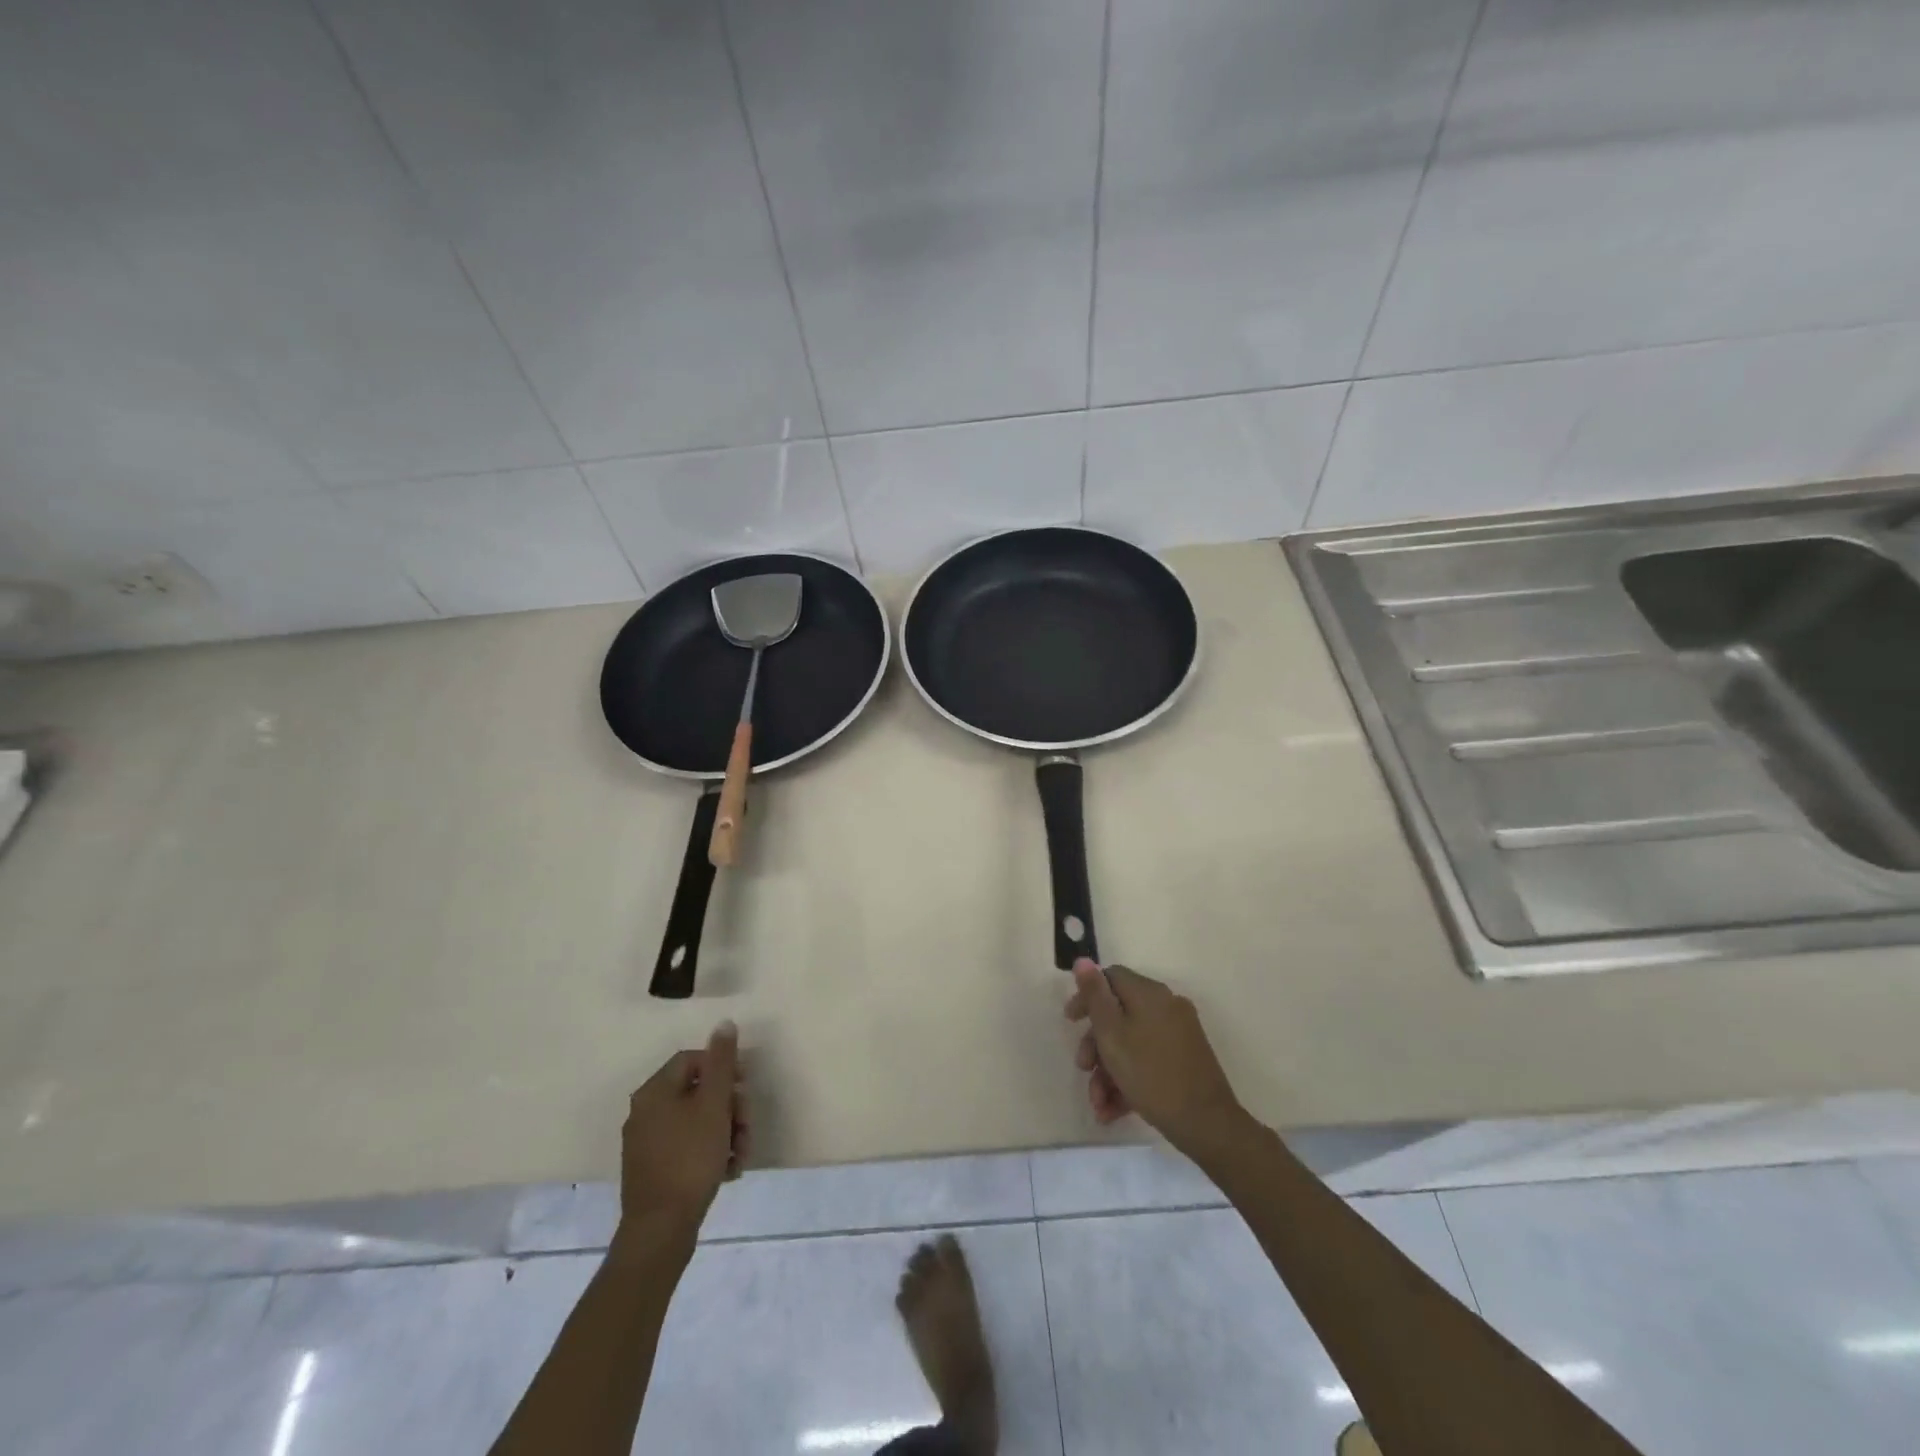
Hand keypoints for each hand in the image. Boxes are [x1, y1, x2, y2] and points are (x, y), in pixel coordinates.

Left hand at [618, 1022, 748, 1239]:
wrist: (660, 1230)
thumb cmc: (689, 1159)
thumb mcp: (713, 1105)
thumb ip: (722, 1062)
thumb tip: (724, 1023)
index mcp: (654, 1092)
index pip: (692, 1060)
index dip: (723, 1068)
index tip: (744, 1086)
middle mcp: (645, 1112)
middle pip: (696, 1092)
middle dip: (729, 1107)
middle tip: (747, 1126)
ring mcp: (647, 1144)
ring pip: (696, 1122)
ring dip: (726, 1132)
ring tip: (742, 1154)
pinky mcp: (654, 1171)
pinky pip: (688, 1147)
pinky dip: (711, 1153)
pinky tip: (729, 1170)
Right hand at [1064, 960, 1244, 1154]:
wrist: (1206, 1123)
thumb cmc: (1150, 1074)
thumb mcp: (1112, 1033)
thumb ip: (1095, 995)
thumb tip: (1083, 959)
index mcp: (1150, 994)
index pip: (1111, 978)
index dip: (1087, 997)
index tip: (1071, 1022)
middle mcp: (1166, 1007)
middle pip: (1119, 1014)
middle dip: (1095, 1045)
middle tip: (1083, 1069)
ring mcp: (1179, 1034)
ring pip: (1132, 1043)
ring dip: (1108, 1071)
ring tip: (1098, 1105)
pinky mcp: (1186, 1061)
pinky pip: (1148, 1060)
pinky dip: (1129, 1080)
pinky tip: (1113, 1111)